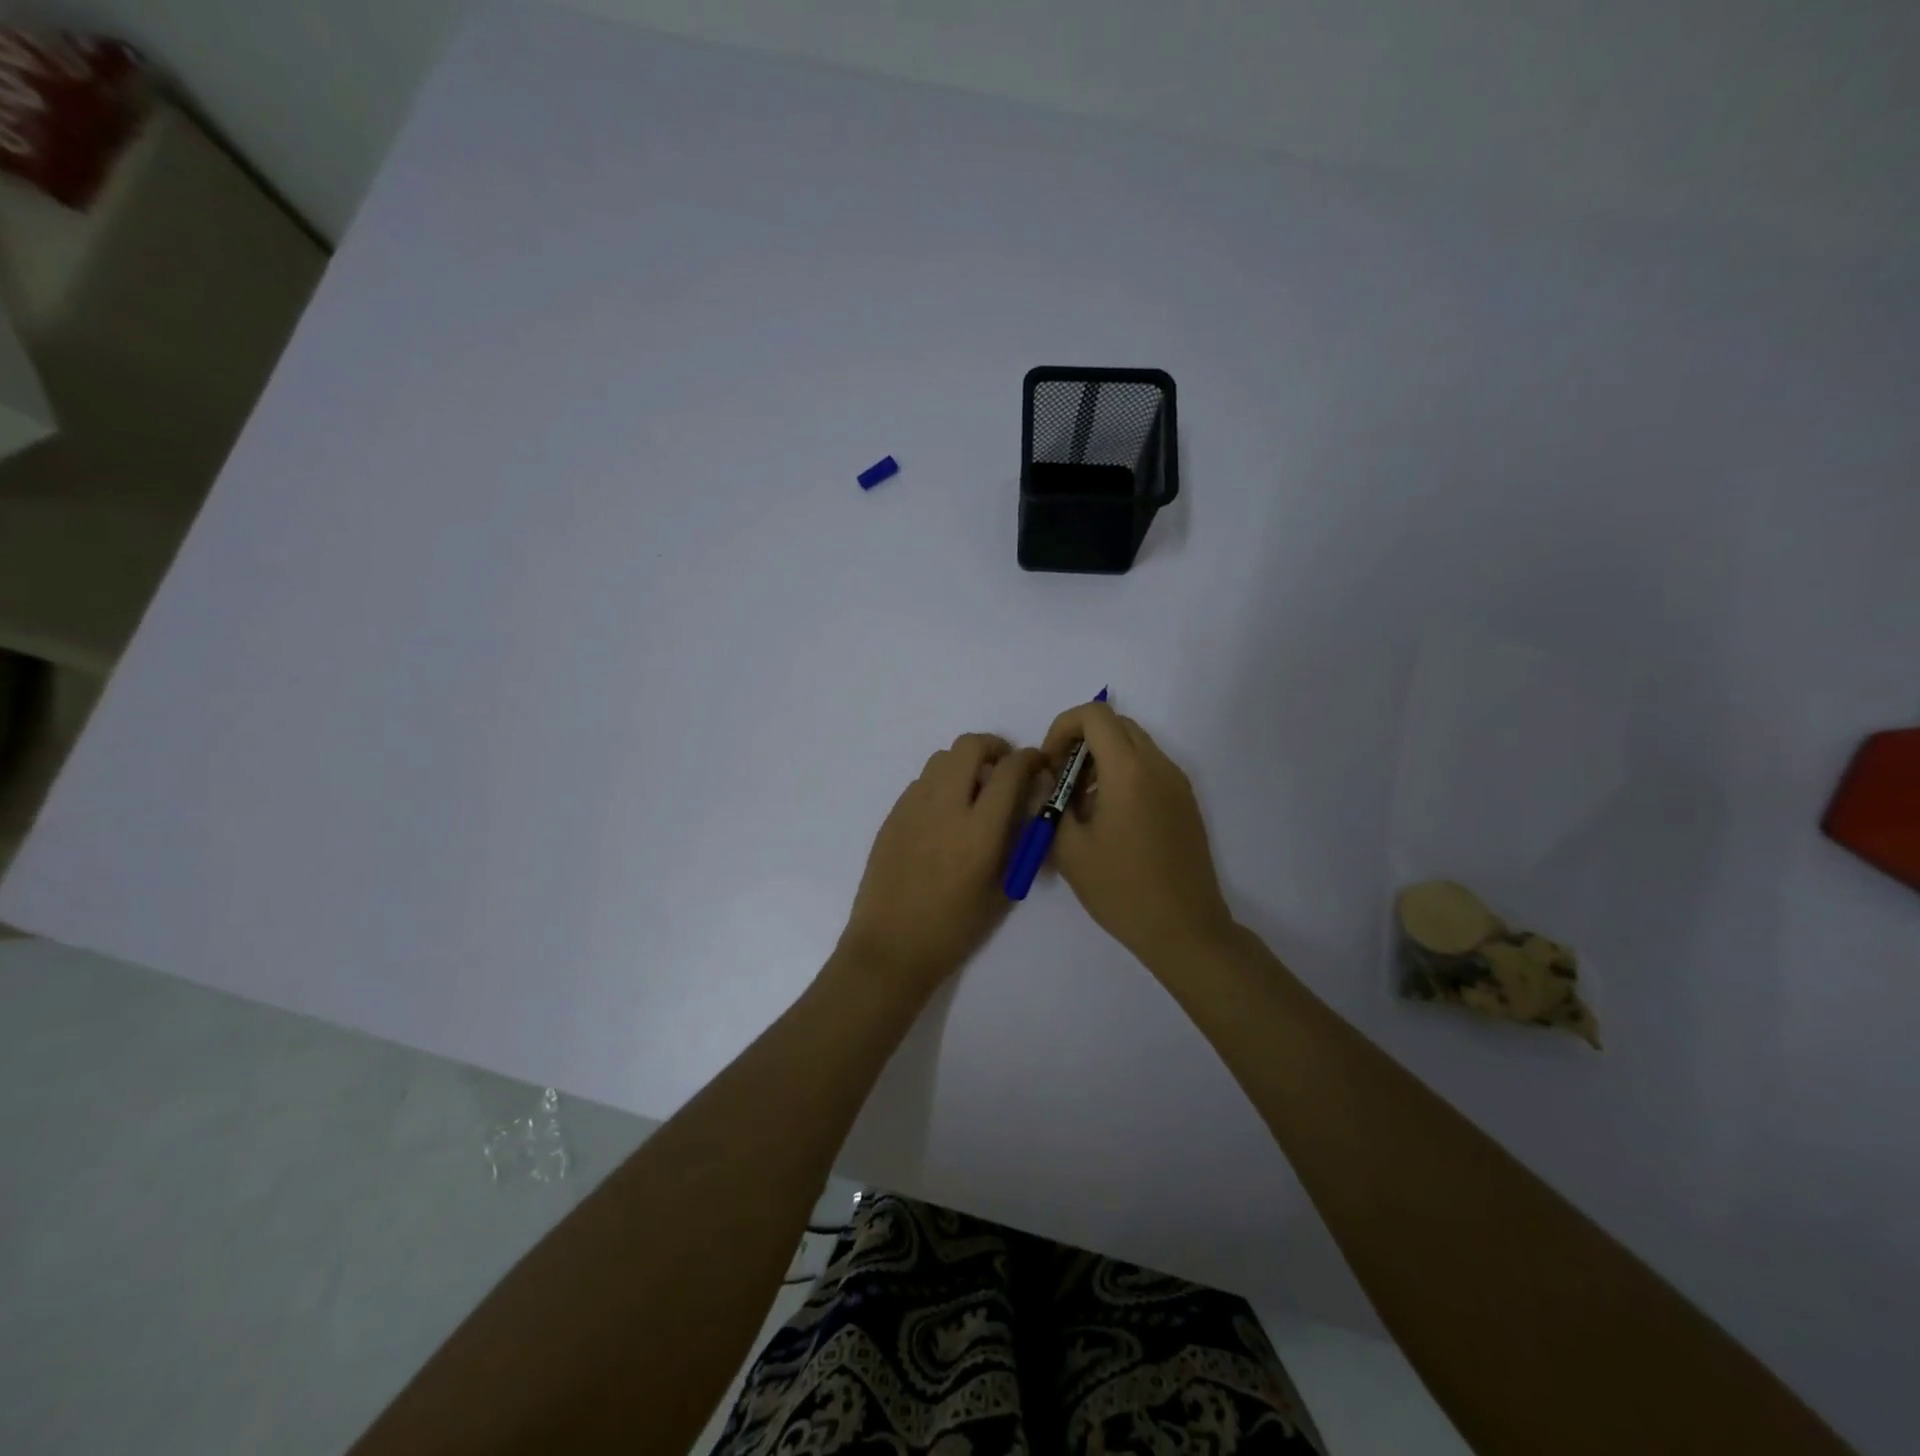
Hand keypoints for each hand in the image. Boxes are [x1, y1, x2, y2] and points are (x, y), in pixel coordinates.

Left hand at [836, 733, 1044, 1003]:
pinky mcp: (893, 815)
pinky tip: (946, 814)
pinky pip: (922, 781)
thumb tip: (1028, 802)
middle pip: (970, 746)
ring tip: (975, 792)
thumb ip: (1019, 840)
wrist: (891, 946)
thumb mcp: (1003, 888)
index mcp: (979, 831)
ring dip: (965, 763)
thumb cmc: (955, 928)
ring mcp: (913, 807)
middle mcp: (945, 807)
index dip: (1030, 759)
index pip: (1010, 770)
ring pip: (942, 758)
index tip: (1037, 764)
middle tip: (1004, 769)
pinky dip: (942, 783)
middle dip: (994, 747)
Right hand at [1040, 701, 1236, 970]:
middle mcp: (1158, 765)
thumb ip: (1049, 803)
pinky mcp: (1185, 801)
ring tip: (1082, 803)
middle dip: (1081, 741)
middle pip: (1116, 724)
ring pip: (1134, 744)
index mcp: (1128, 770)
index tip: (1050, 765)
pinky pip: (1149, 767)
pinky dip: (1123, 773)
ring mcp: (1177, 783)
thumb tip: (1045, 777)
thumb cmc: (1120, 889)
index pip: (1094, 714)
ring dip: (1102, 757)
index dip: (1063, 728)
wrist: (1184, 928)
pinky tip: (1110, 817)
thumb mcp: (1069, 849)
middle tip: (1061, 781)